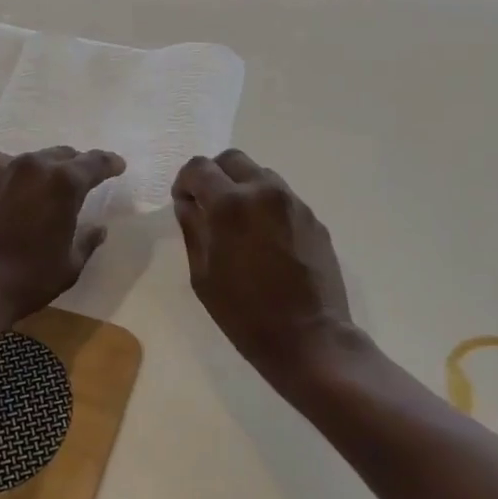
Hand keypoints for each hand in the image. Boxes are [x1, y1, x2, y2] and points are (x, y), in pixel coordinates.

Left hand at [0, 146, 124, 326]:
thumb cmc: (25, 281)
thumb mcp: (69, 266)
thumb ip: (87, 240)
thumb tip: (98, 228)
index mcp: (64, 183)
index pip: (95, 163)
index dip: (109, 164)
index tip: (117, 166)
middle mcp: (32, 165)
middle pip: (61, 156)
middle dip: (74, 167)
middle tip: (79, 181)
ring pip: (29, 159)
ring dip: (40, 171)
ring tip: (40, 188)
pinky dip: (8, 172)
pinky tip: (6, 187)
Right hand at [172, 150, 360, 387]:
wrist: (310, 339)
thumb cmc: (245, 314)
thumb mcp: (202, 275)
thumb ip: (193, 229)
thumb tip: (188, 203)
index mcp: (230, 204)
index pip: (199, 167)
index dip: (184, 181)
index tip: (184, 202)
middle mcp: (264, 192)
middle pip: (232, 159)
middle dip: (214, 175)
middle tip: (208, 205)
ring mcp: (294, 203)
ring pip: (260, 175)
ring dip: (242, 187)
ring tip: (239, 223)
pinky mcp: (313, 219)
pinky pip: (282, 198)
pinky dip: (266, 205)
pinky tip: (265, 240)